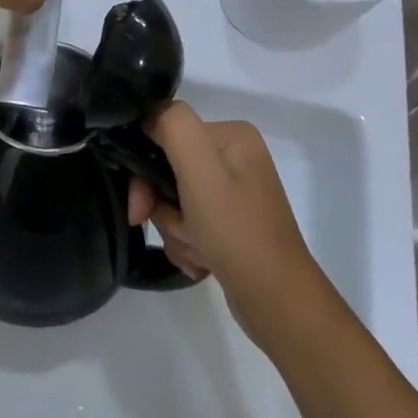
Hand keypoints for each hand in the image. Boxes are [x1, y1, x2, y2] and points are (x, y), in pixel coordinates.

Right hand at [128, 103, 322, 337]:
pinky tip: (202, 262)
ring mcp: (234, 192)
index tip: (140, 205)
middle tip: (175, 231)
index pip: (167, 133)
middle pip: (169, 169)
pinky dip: (188, 243)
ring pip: (175, 200)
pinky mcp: (231, 223)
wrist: (277, 301)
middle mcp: (235, 157)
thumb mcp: (200, 170)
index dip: (146, 169)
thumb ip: (173, 126)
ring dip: (175, 229)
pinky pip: (190, 223)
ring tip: (197, 251)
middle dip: (163, 206)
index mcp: (232, 135)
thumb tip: (150, 116)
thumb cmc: (236, 231)